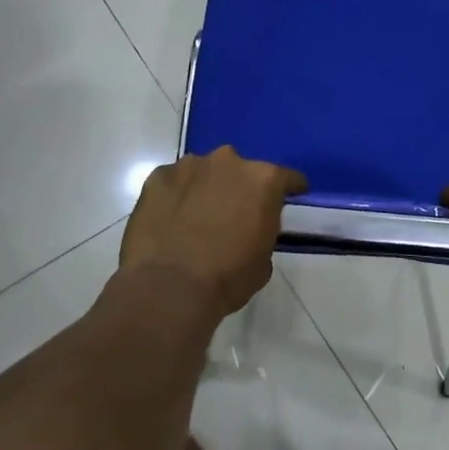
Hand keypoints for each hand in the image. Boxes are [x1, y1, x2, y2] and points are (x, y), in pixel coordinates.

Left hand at [121, 148, 307, 317]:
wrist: (168, 288)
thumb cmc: (227, 278)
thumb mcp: (263, 260)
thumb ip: (263, 231)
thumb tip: (251, 228)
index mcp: (263, 180)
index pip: (287, 178)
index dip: (291, 189)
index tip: (291, 197)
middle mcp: (228, 162)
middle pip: (241, 170)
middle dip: (240, 188)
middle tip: (234, 214)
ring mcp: (189, 166)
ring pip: (205, 172)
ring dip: (206, 188)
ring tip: (197, 217)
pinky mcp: (157, 177)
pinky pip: (174, 183)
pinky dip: (176, 196)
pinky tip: (170, 220)